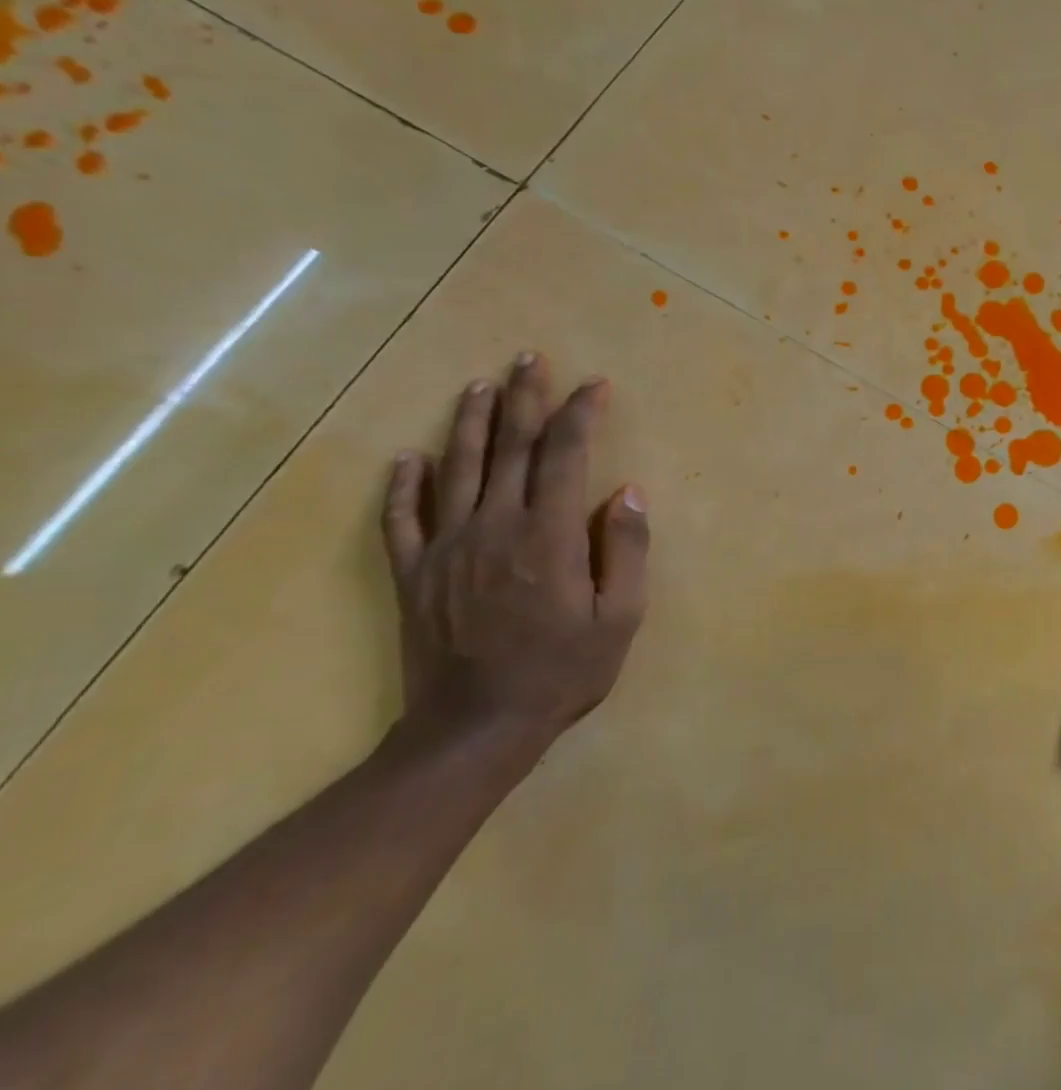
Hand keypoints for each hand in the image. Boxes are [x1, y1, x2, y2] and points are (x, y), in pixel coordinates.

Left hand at [381, 353, 649, 756]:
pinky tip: (407, 458)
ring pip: (455, 468)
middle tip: (529, 359)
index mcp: (548, 534)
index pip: (564, 454)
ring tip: (479, 385)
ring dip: (468, 422)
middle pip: (508, 446)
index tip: (594, 385)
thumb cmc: (561, 672)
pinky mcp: (414, 574)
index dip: (579, 414)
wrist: (474, 730)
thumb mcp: (619, 618)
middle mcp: (495, 526)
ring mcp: (447, 547)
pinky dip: (403, 485)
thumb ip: (627, 550)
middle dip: (523, 398)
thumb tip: (629, 492)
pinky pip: (402, 519)